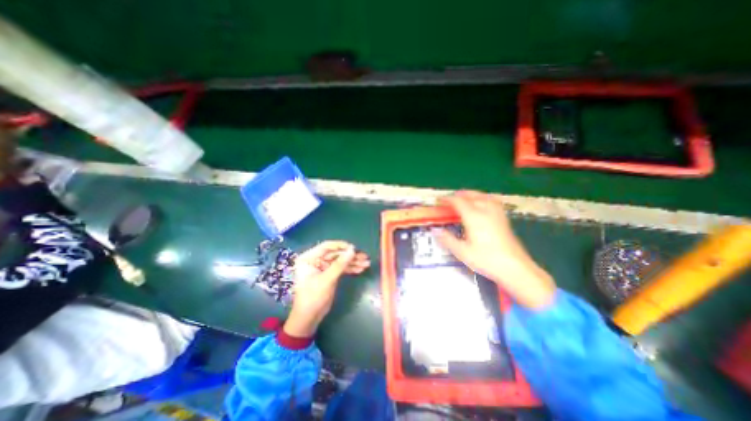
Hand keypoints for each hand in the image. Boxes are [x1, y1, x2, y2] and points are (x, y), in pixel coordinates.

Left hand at [281, 241, 368, 336]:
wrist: (309, 318)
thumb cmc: (313, 297)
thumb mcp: (327, 280)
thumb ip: (340, 264)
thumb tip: (353, 250)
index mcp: (309, 258)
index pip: (326, 246)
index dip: (341, 246)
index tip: (354, 248)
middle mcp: (316, 260)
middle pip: (336, 254)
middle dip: (350, 256)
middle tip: (365, 257)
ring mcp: (323, 267)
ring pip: (340, 261)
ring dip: (353, 262)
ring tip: (366, 263)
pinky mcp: (329, 274)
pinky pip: (341, 268)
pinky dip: (351, 268)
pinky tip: (361, 269)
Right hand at [434, 191, 556, 308]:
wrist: (515, 267)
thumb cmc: (487, 260)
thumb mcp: (462, 252)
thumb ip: (447, 239)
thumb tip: (436, 231)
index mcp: (474, 217)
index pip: (458, 201)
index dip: (447, 199)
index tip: (439, 201)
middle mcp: (486, 211)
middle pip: (471, 195)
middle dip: (458, 195)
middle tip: (449, 200)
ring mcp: (497, 213)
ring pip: (482, 196)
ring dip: (470, 194)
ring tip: (463, 198)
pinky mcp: (503, 218)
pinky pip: (492, 201)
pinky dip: (483, 198)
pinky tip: (482, 204)